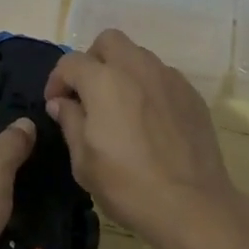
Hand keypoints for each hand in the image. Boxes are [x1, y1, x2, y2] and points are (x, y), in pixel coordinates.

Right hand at [45, 28, 236, 245]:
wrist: (192, 206)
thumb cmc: (128, 185)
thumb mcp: (83, 161)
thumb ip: (70, 121)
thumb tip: (62, 103)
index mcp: (104, 81)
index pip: (71, 62)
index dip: (57, 80)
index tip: (56, 104)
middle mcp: (137, 67)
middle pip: (109, 41)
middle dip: (93, 60)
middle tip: (89, 93)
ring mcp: (168, 78)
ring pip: (138, 56)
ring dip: (123, 71)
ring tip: (121, 106)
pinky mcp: (191, 94)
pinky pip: (163, 77)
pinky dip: (149, 87)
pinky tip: (150, 120)